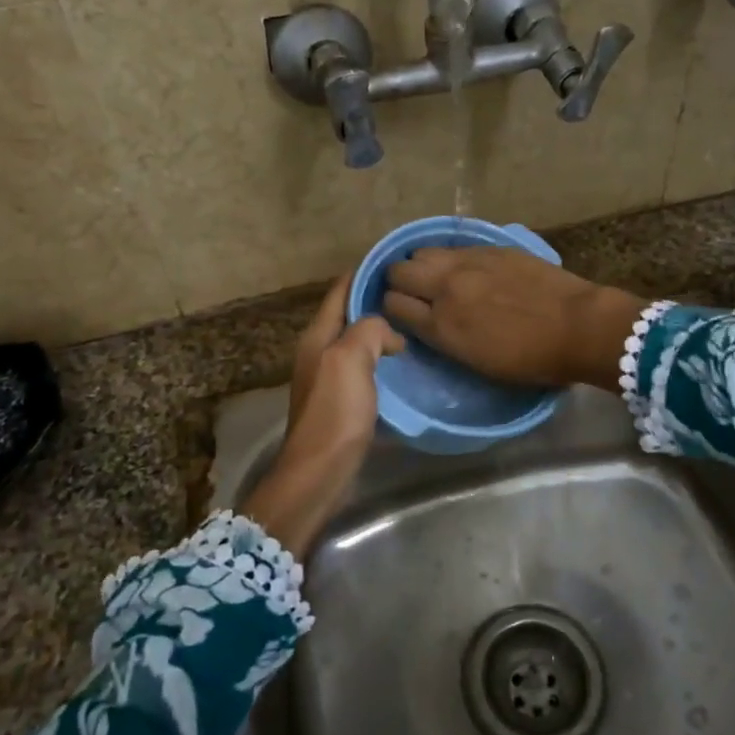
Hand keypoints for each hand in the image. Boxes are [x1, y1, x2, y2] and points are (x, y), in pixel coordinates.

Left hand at [242, 278, 402, 558]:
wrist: (320, 472)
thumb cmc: (334, 413)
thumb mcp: (350, 358)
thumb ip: (369, 330)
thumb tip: (390, 333)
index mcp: (318, 336)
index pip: (340, 291)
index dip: (363, 273)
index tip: (394, 263)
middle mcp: (320, 352)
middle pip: (349, 316)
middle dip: (376, 302)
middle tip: (414, 295)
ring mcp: (330, 379)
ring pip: (359, 343)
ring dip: (382, 333)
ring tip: (416, 326)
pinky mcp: (343, 404)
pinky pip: (366, 369)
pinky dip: (384, 361)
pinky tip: (406, 366)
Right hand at [381, 246, 646, 390]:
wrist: (579, 327)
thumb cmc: (531, 360)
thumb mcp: (477, 362)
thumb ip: (444, 338)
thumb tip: (427, 322)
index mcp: (441, 326)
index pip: (391, 305)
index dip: (392, 310)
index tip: (403, 315)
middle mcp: (445, 288)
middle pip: (398, 271)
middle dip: (399, 282)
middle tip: (415, 293)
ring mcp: (467, 263)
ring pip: (422, 252)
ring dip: (423, 265)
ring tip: (439, 277)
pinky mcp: (490, 248)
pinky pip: (453, 247)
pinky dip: (450, 258)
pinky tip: (465, 268)